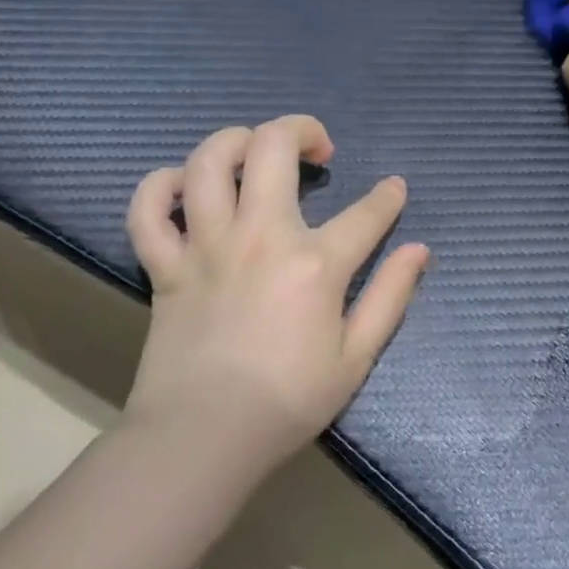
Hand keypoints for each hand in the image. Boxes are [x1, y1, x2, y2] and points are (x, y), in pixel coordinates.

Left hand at [122, 116, 429, 480]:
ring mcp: (206, 246)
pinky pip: (148, 209)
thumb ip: (390, 297)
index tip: (394, 190)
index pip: (367, 214)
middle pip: (273, 148)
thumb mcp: (356, 358)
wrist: (204, 438)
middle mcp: (260, 237)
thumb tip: (419, 250)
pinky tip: (183, 187)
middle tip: (317, 150)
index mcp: (314, 263)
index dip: (388, 197)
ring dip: (234, 141)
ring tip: (254, 151)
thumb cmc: (287, 402)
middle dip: (303, 130)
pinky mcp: (165, 265)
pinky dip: (160, 187)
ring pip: (208, 162)